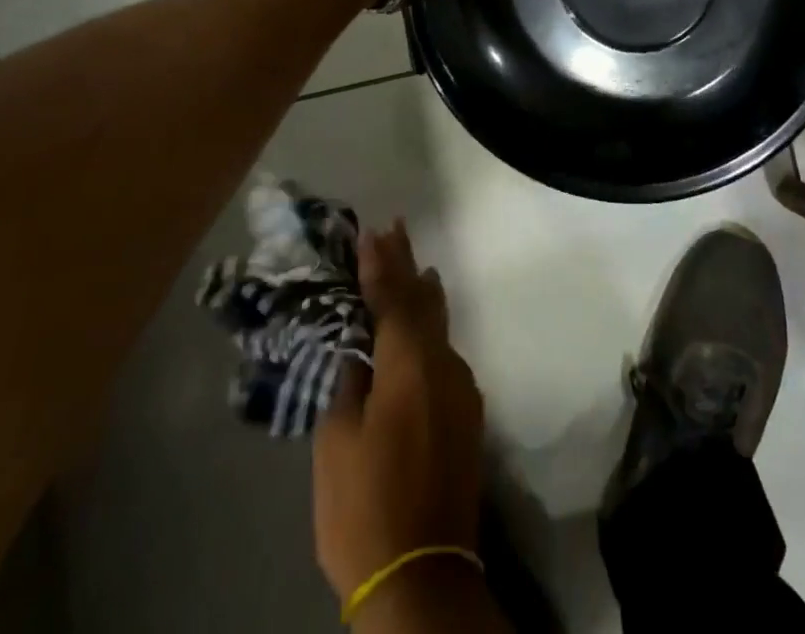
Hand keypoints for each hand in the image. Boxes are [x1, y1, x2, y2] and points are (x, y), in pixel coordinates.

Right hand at [313, 222, 484, 605]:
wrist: (424, 576)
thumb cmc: (366, 507)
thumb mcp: (337, 444)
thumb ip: (350, 384)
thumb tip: (359, 352)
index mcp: (409, 364)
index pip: (392, 298)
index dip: (380, 264)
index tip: (371, 230)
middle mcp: (444, 364)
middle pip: (423, 300)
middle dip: (407, 263)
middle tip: (396, 227)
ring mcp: (462, 388)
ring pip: (439, 325)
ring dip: (422, 294)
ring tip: (413, 267)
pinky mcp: (468, 414)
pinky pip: (446, 354)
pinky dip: (430, 331)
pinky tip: (421, 331)